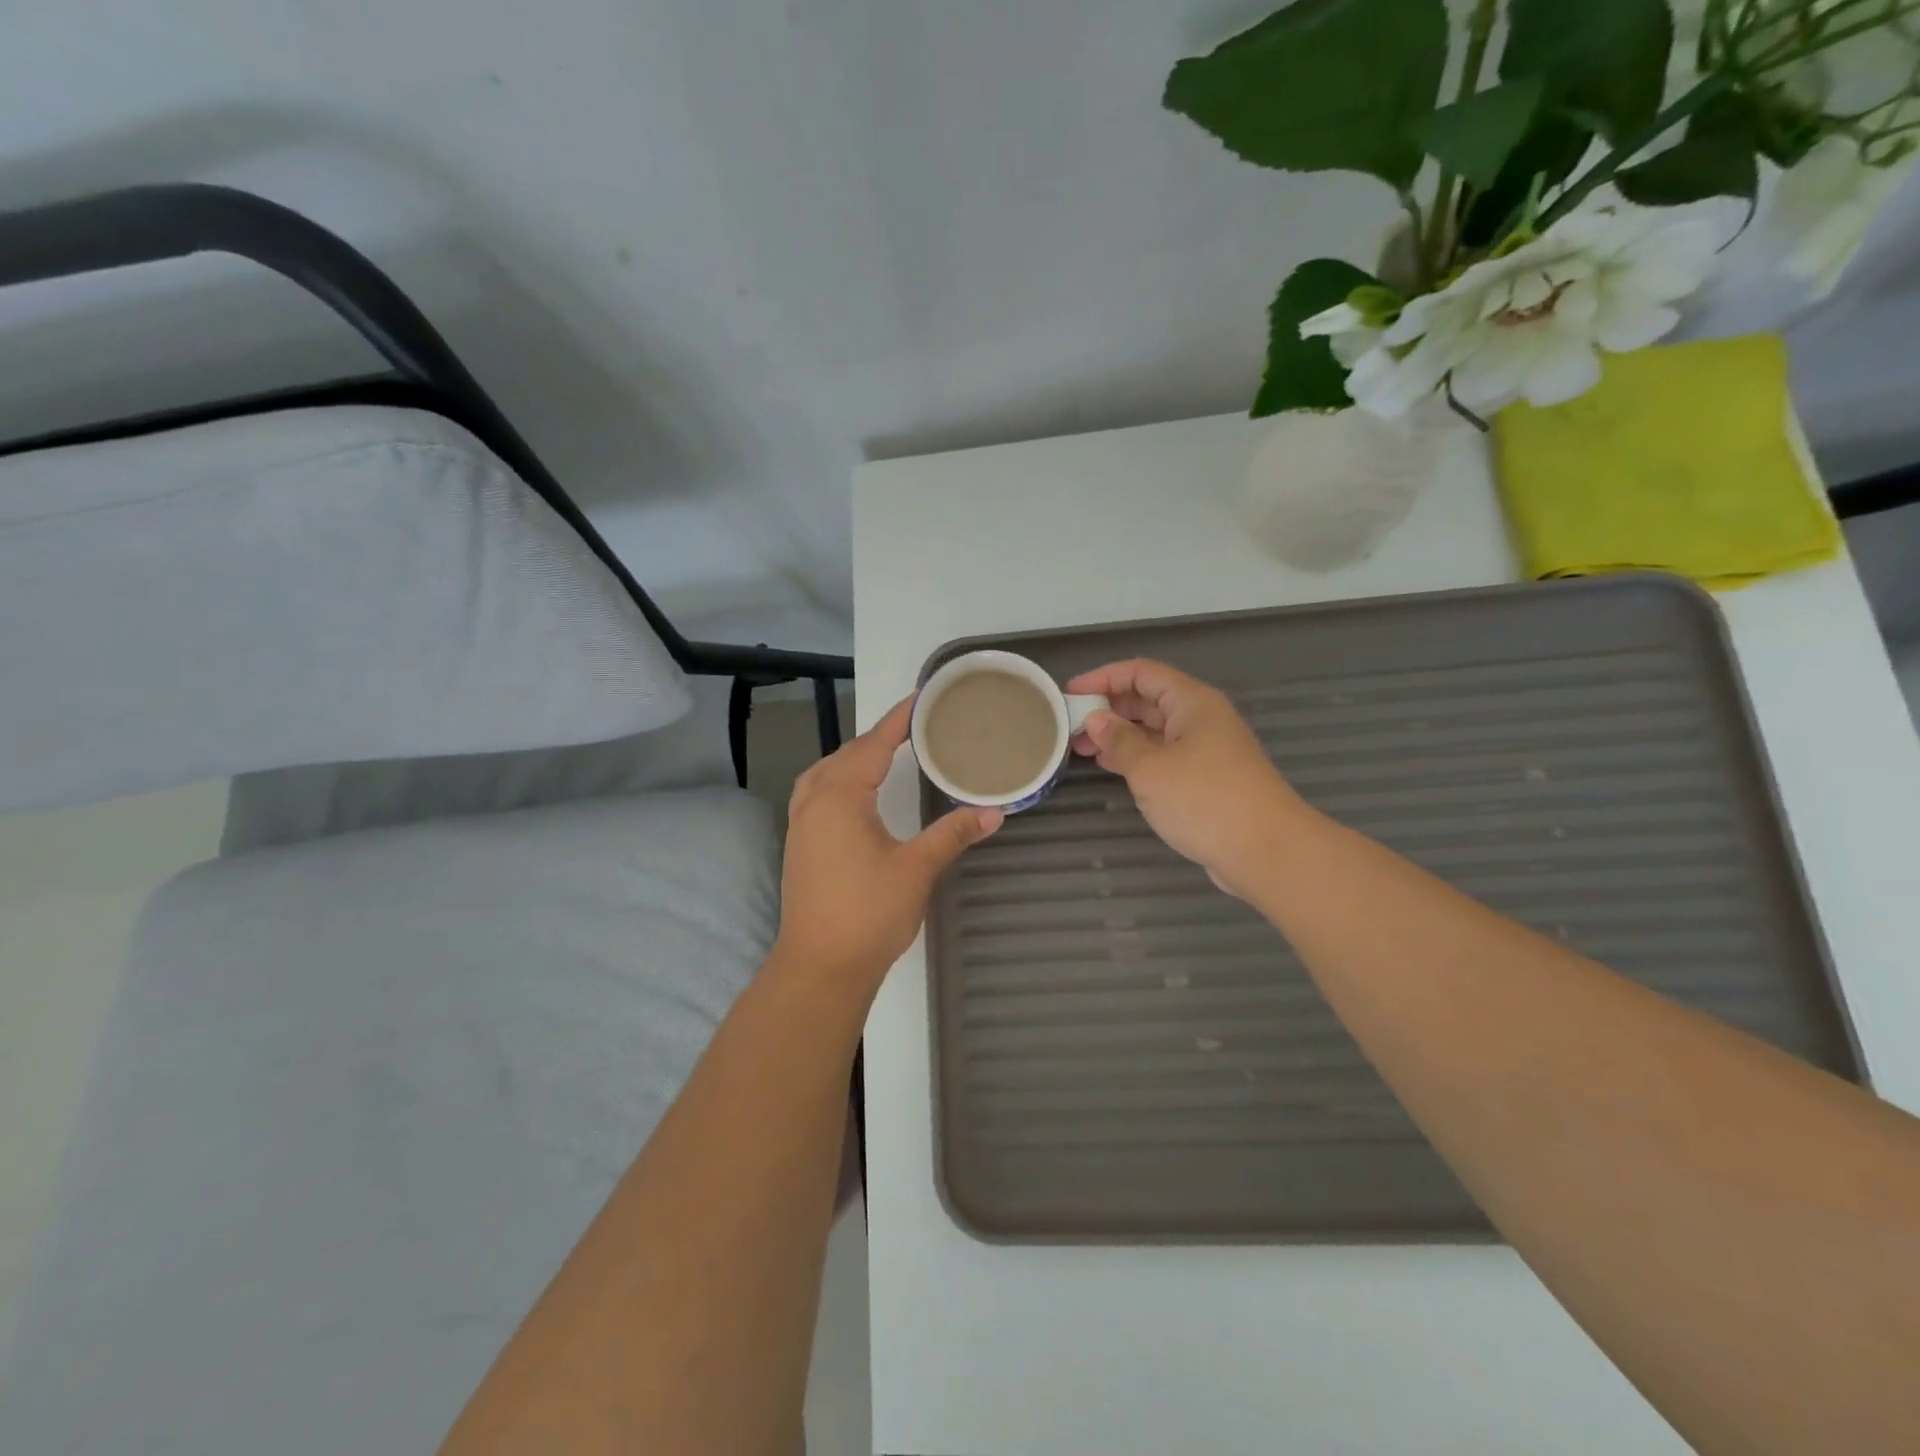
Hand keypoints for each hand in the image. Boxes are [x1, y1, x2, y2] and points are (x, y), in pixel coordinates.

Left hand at [775, 695, 1002, 979]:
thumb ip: (952, 833)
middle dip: (878, 737)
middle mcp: (814, 801)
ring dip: (856, 758)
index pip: (873, 744)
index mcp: (840, 796)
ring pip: (827, 773)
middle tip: (916, 728)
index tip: (922, 698)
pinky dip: (841, 779)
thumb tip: (993, 811)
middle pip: (847, 754)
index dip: (898, 720)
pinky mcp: (800, 845)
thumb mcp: (917, 869)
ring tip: (887, 754)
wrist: (819, 967)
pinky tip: (859, 794)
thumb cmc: (868, 913)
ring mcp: (801, 824)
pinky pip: (819, 793)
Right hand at [1067, 659, 1305, 896]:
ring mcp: (1206, 749)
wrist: (1266, 851)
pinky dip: (1136, 757)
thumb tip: (1096, 721)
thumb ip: (1119, 741)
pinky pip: (1164, 755)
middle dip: (1108, 708)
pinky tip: (1112, 769)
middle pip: (1148, 699)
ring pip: (1154, 729)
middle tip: (1070, 726)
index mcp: (1191, 701)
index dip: (1102, 677)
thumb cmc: (1204, 799)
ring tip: (1082, 749)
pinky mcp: (1207, 778)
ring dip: (1119, 735)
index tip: (1069, 694)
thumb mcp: (1150, 768)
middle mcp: (1200, 718)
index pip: (1140, 672)